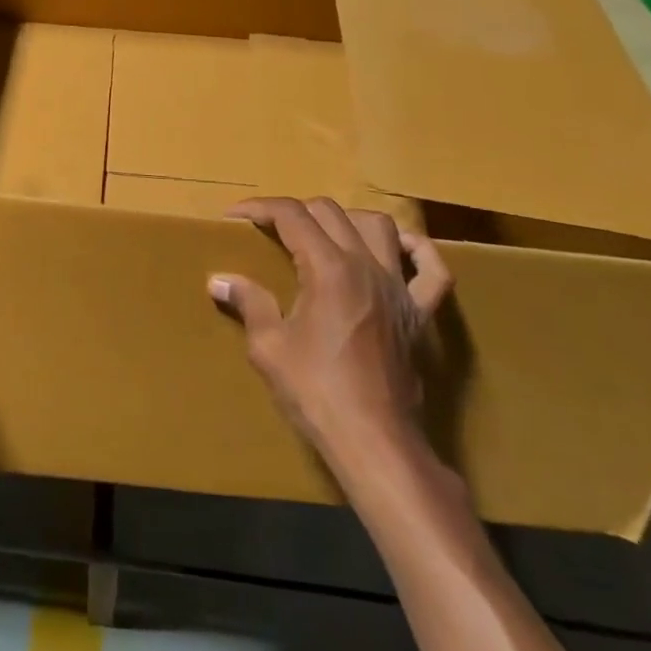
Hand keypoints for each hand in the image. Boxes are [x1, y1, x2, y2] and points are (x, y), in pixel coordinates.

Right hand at [213, 198, 451, 488]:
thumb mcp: (268, 347)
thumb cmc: (316, 392)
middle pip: (330, 212)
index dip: (259, 208)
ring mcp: (399, 288)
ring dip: (346, 221)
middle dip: (294, 212)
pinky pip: (432, 270)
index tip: (235, 216)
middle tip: (270, 232)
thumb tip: (219, 281)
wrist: (374, 442)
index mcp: (328, 268)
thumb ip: (249, 303)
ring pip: (378, 226)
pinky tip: (398, 248)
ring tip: (324, 235)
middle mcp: (366, 266)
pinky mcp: (420, 313)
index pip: (291, 215)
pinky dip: (416, 251)